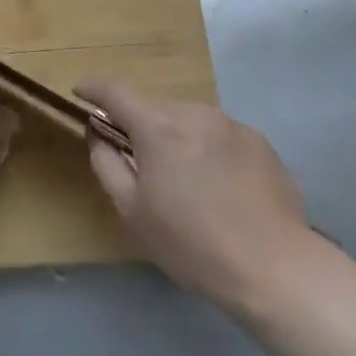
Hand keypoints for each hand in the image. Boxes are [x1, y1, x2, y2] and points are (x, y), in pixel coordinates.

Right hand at [77, 80, 310, 314]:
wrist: (274, 267)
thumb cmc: (192, 243)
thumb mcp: (133, 211)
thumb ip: (107, 164)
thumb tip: (98, 135)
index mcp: (159, 127)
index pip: (116, 91)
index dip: (94, 88)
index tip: (80, 92)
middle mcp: (195, 113)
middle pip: (155, 106)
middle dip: (139, 124)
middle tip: (136, 158)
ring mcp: (232, 124)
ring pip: (189, 119)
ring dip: (176, 136)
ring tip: (183, 178)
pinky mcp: (259, 142)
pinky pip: (219, 135)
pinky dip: (207, 149)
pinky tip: (218, 186)